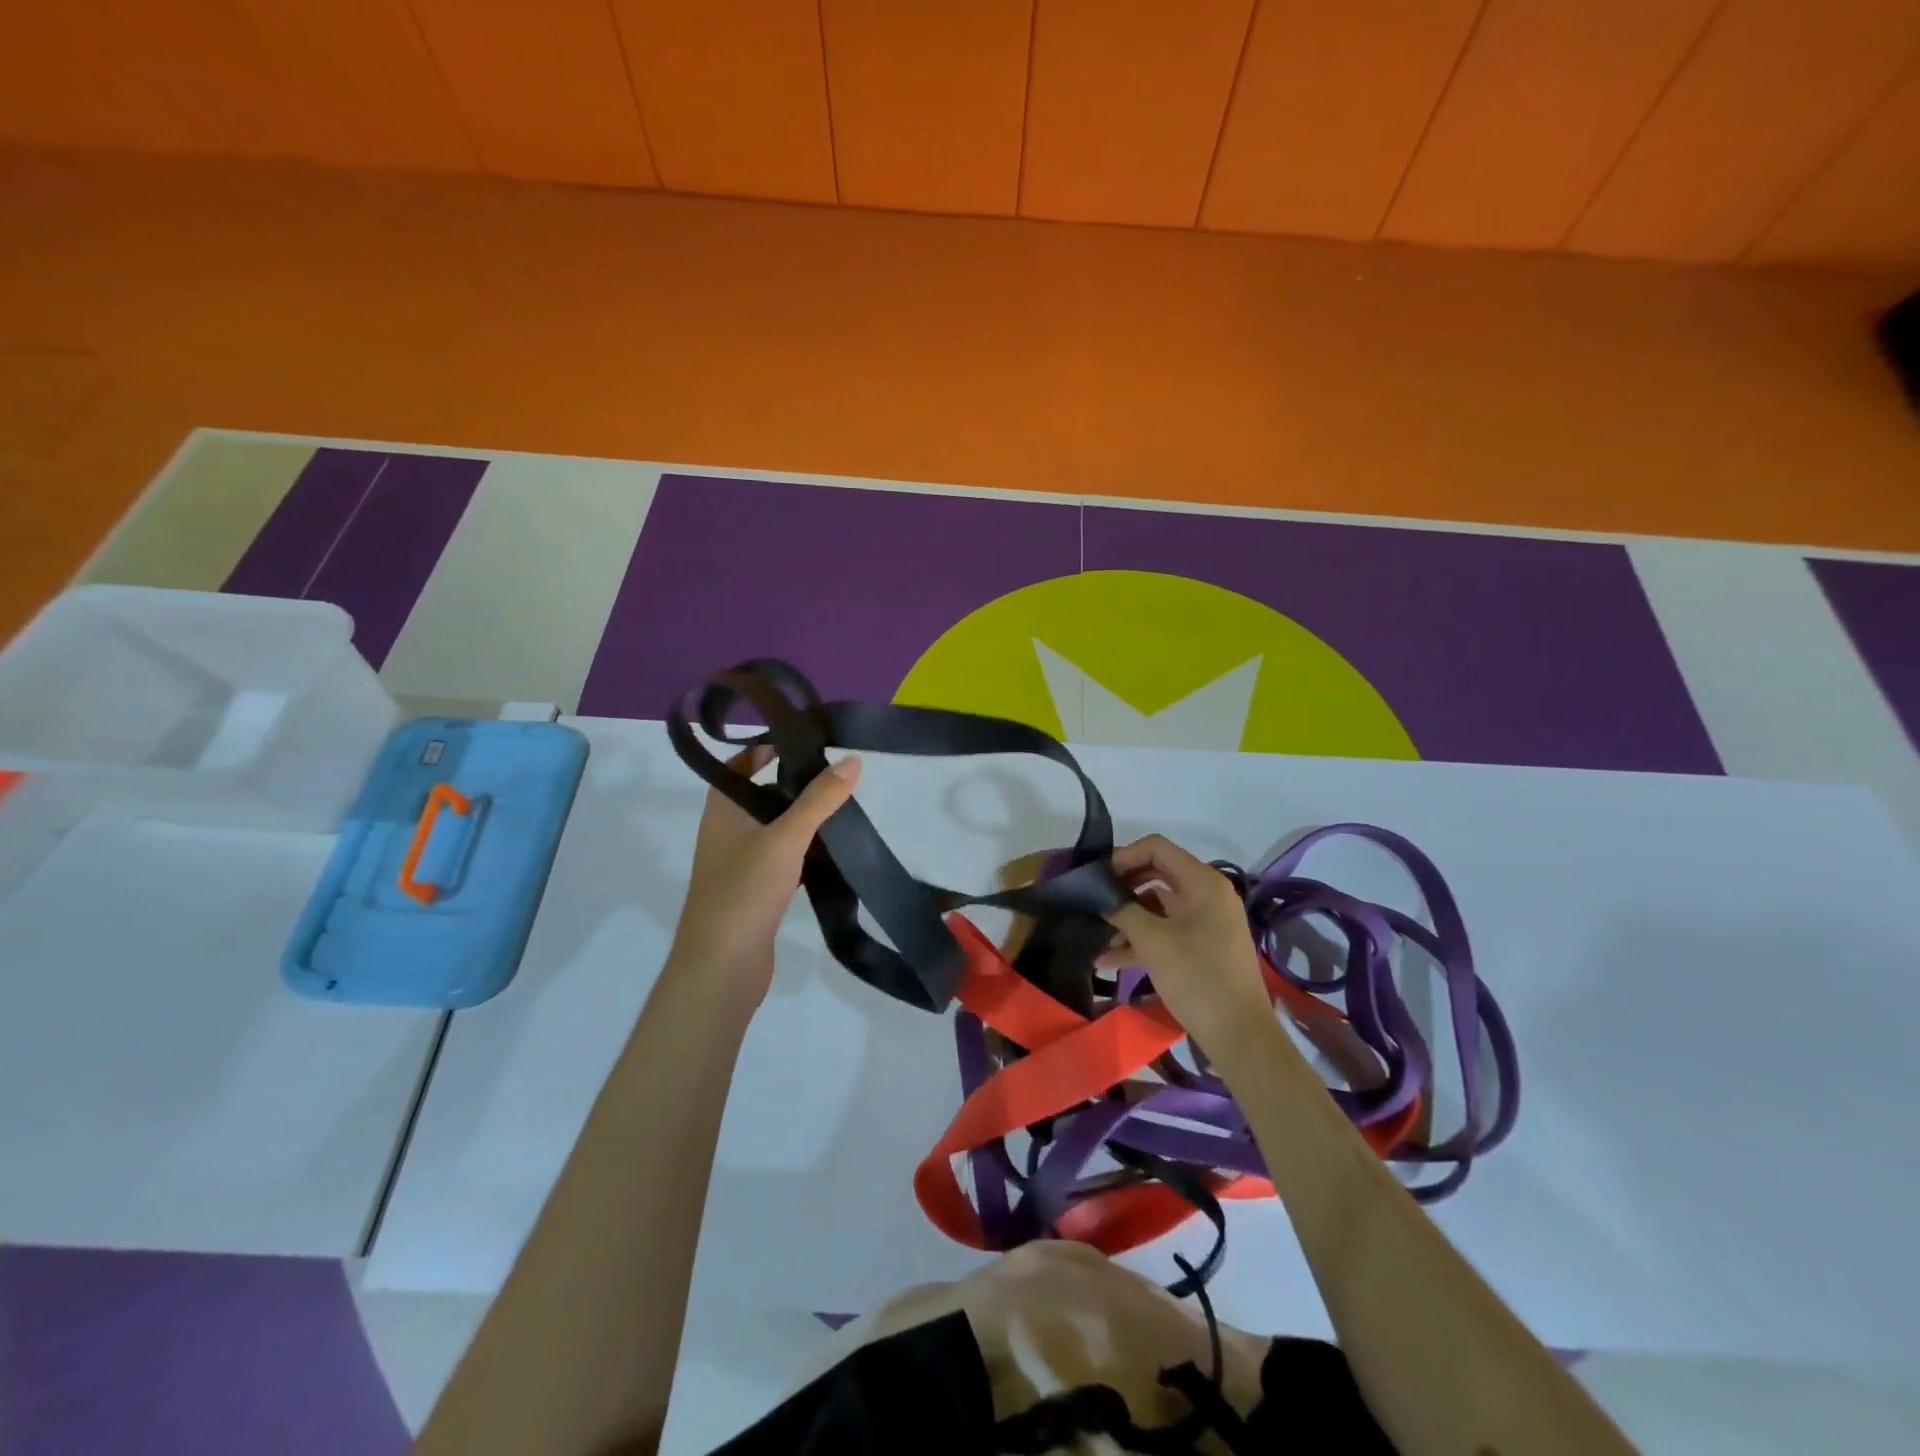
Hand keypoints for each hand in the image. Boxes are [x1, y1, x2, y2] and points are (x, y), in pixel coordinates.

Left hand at [665, 747, 861, 1004]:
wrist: (722, 969)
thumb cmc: (745, 893)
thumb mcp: (786, 838)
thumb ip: (819, 799)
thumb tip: (852, 760)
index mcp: (722, 812)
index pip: (738, 765)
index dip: (764, 748)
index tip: (802, 740)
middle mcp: (726, 834)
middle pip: (760, 796)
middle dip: (793, 784)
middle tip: (834, 773)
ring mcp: (740, 866)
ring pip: (774, 830)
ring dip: (801, 820)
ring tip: (842, 806)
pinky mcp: (756, 893)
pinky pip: (783, 861)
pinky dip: (804, 853)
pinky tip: (833, 852)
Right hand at [1099, 834, 1273, 1055]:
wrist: (1239, 1034)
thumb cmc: (1197, 977)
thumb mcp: (1153, 941)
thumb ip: (1123, 911)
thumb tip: (1101, 898)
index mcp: (1202, 882)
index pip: (1157, 848)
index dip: (1124, 856)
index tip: (1098, 878)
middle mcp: (1207, 894)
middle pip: (1157, 874)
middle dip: (1123, 888)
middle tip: (1093, 901)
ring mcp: (1206, 921)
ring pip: (1159, 906)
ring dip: (1128, 918)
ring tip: (1096, 937)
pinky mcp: (1203, 946)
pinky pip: (1167, 930)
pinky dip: (1142, 939)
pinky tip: (1110, 959)